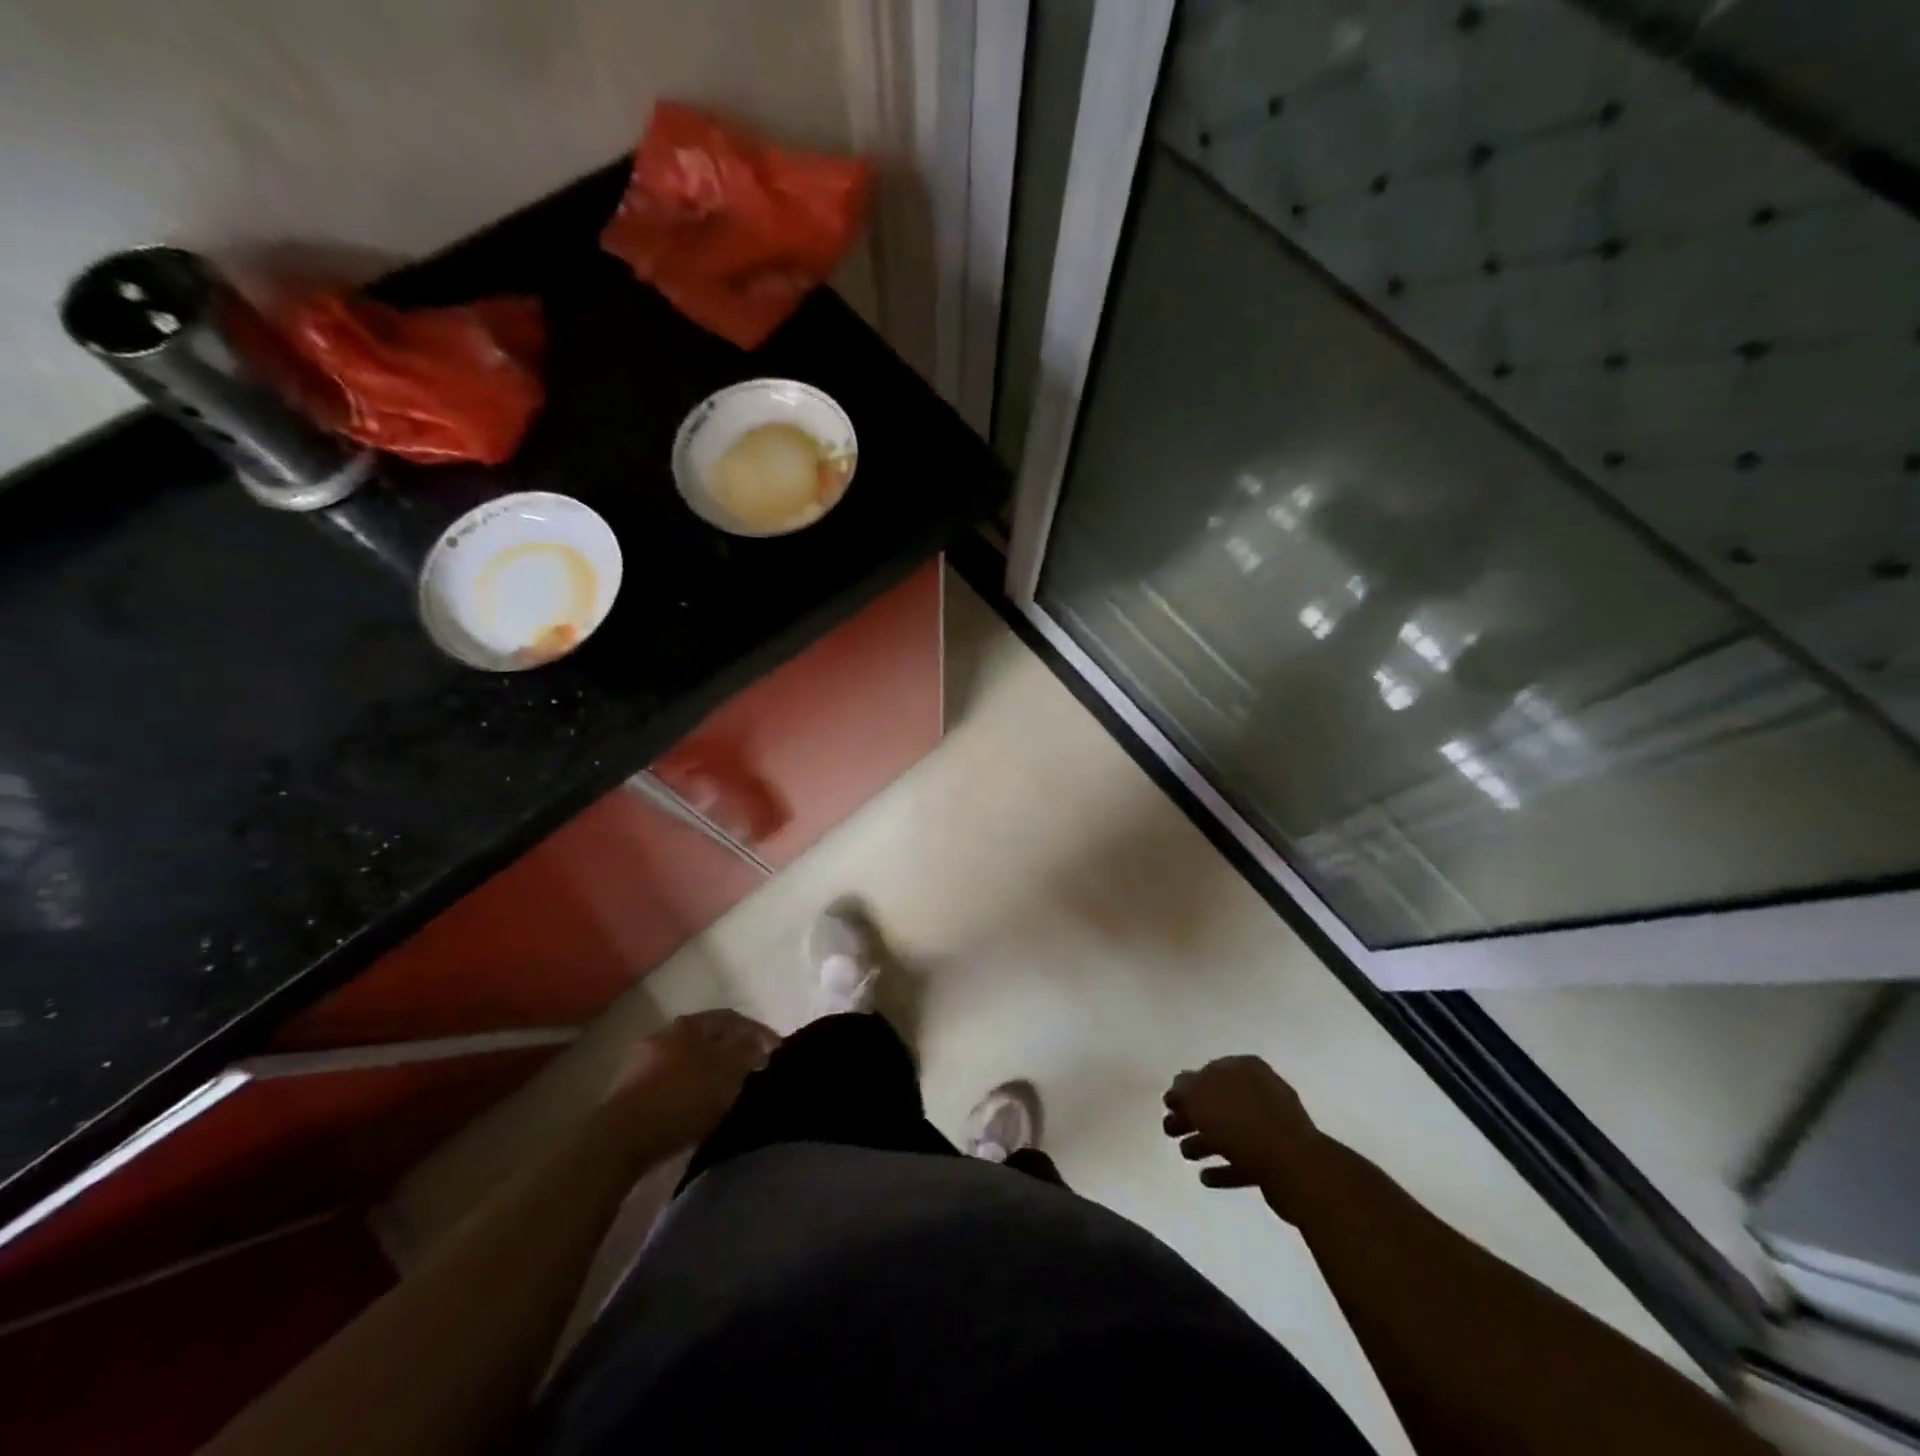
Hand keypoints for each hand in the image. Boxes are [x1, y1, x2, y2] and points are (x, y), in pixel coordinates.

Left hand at [610, 1009, 780, 1148]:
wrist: (619, 1139)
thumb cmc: (681, 1098)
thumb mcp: (726, 1073)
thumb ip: (747, 1051)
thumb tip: (759, 1040)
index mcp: (690, 1024)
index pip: (732, 1018)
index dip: (757, 1032)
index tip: (775, 1051)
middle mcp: (665, 1033)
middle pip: (707, 1037)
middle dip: (730, 1050)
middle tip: (752, 1069)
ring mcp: (642, 1061)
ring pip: (687, 1059)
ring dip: (707, 1070)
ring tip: (725, 1090)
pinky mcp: (628, 1091)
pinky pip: (669, 1081)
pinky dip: (687, 1088)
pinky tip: (695, 1106)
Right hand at [1163, 1056, 1319, 1201]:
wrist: (1295, 1168)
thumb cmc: (1243, 1123)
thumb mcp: (1200, 1097)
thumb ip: (1183, 1089)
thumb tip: (1177, 1090)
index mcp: (1244, 1069)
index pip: (1207, 1072)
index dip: (1185, 1088)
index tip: (1168, 1106)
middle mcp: (1260, 1092)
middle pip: (1217, 1102)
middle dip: (1192, 1117)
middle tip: (1170, 1131)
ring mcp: (1272, 1126)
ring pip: (1229, 1131)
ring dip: (1205, 1142)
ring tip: (1186, 1154)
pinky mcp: (1277, 1160)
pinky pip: (1243, 1160)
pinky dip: (1224, 1167)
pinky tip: (1206, 1177)